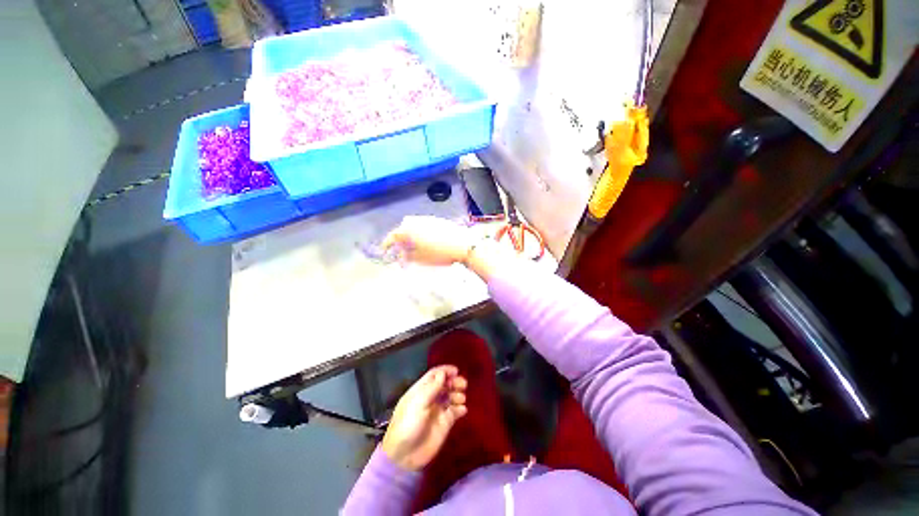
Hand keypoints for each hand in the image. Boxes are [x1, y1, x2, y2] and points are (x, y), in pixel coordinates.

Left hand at [381, 365, 467, 470]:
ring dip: (458, 394)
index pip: (434, 375)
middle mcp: (430, 398)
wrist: (405, 456)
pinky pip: (455, 412)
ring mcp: (438, 410)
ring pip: (451, 396)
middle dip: (454, 382)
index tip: (456, 370)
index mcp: (421, 390)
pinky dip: (460, 408)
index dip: (445, 371)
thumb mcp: (418, 403)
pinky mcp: (444, 423)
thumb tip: (443, 373)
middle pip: (445, 384)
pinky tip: (463, 410)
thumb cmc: (408, 424)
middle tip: (463, 384)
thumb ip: (432, 388)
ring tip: (461, 398)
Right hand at [382, 216, 475, 265]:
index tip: (384, 250)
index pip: (393, 235)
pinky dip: (421, 233)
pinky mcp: (438, 221)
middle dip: (400, 238)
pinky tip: (426, 241)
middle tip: (401, 249)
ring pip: (414, 226)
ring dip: (411, 235)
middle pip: (403, 229)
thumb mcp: (420, 258)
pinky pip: (424, 226)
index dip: (387, 243)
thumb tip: (400, 256)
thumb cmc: (439, 253)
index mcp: (409, 229)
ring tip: (414, 247)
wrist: (462, 245)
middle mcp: (417, 221)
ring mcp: (428, 219)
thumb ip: (407, 256)